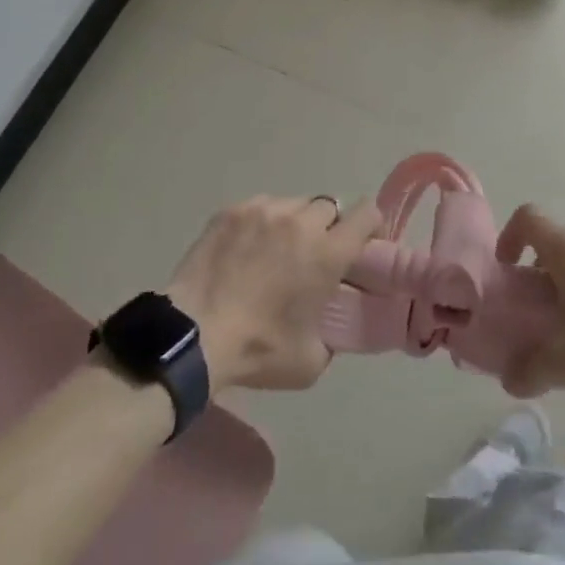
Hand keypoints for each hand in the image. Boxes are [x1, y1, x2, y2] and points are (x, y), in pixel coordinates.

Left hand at [166, 195, 382, 392]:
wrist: (195, 334)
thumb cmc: (258, 350)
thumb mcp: (312, 360)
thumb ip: (332, 332)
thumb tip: (329, 321)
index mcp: (327, 253)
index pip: (366, 214)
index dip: (369, 225)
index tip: (362, 243)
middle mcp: (301, 222)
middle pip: (329, 207)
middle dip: (327, 228)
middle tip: (313, 255)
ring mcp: (265, 210)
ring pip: (294, 204)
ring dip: (294, 223)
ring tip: (276, 251)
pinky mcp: (233, 210)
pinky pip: (261, 206)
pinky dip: (262, 222)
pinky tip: (247, 248)